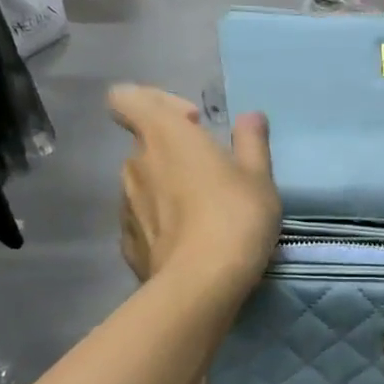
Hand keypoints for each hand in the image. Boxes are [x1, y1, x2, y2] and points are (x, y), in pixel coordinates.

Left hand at [108, 85, 280, 289]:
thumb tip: (250, 117)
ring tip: (205, 214)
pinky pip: (144, 220)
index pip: (126, 98)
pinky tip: (191, 243)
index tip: (192, 123)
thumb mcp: (259, 176)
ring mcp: (125, 205)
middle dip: (174, 153)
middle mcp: (135, 164)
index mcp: (164, 136)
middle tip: (213, 175)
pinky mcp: (127, 243)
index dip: (155, 102)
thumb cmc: (235, 216)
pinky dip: (162, 224)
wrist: (202, 284)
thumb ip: (251, 141)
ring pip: (144, 184)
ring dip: (169, 189)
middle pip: (145, 145)